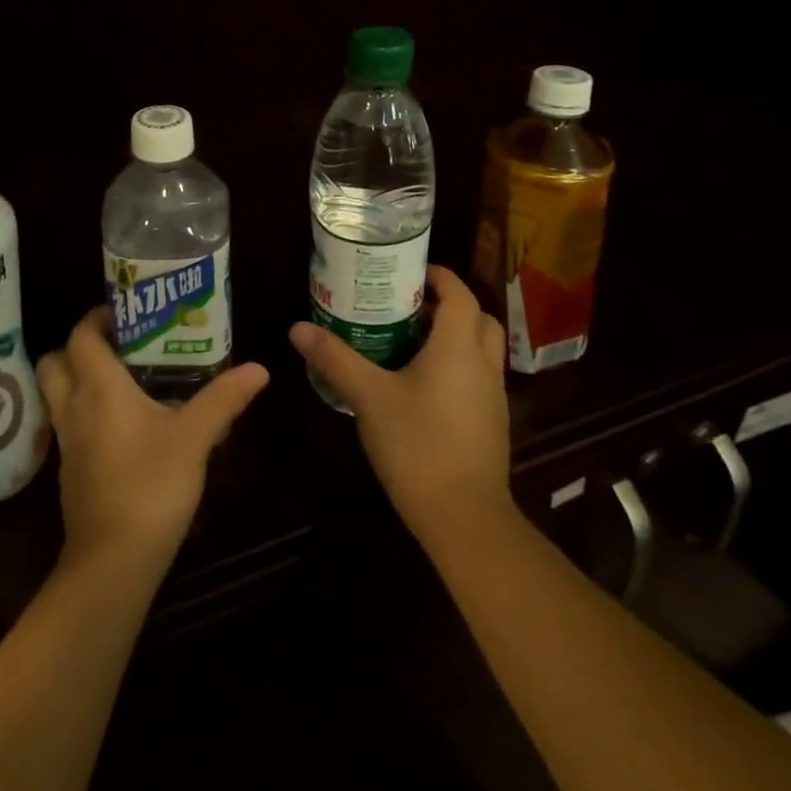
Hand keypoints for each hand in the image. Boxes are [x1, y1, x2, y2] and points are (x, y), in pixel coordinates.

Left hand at [37, 308, 269, 572]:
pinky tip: (119, 426)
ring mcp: (67, 442)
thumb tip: (259, 368)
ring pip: (57, 394)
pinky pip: (67, 425)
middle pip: (55, 361)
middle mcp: (73, 407)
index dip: (97, 318)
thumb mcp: (193, 438)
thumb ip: (223, 399)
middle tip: (116, 346)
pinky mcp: (70, 471)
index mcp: (98, 388)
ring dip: (77, 379)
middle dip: (77, 347)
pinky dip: (83, 413)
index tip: (124, 313)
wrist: (112, 562)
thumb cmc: (151, 486)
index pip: (81, 335)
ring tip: (120, 380)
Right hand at [290, 265, 513, 546]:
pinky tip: (421, 385)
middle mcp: (483, 365)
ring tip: (410, 340)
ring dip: (454, 336)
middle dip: (448, 305)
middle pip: (478, 319)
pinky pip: (478, 377)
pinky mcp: (491, 424)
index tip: (408, 272)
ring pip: (481, 350)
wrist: (464, 518)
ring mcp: (492, 397)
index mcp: (458, 347)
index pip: (460, 294)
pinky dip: (457, 366)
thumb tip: (297, 328)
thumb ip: (335, 358)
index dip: (439, 277)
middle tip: (408, 306)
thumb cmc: (417, 444)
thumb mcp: (368, 396)